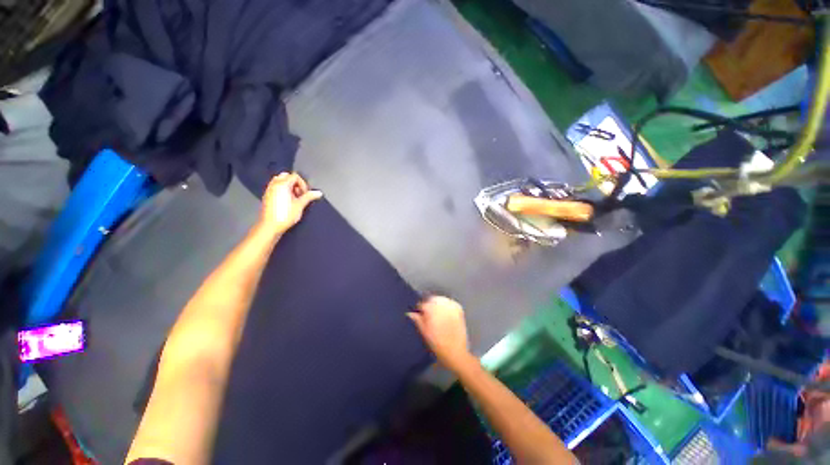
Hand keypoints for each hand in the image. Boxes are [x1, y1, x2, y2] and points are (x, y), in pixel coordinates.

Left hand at [260, 173, 321, 234]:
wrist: (270, 226)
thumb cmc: (284, 216)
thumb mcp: (300, 205)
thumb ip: (309, 196)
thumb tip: (318, 193)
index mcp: (282, 184)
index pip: (295, 176)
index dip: (303, 184)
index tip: (305, 193)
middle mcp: (274, 185)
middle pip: (286, 177)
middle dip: (295, 184)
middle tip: (300, 194)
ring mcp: (269, 190)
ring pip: (280, 182)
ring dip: (289, 187)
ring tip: (294, 198)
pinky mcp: (267, 197)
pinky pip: (276, 188)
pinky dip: (282, 191)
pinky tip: (287, 202)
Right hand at [407, 296, 472, 372]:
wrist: (455, 352)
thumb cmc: (437, 344)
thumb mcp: (424, 333)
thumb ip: (417, 320)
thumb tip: (410, 313)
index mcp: (431, 309)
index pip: (422, 304)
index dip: (420, 310)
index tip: (420, 315)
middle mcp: (441, 304)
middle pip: (432, 299)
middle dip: (429, 305)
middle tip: (428, 315)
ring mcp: (451, 306)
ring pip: (441, 299)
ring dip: (438, 304)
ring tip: (437, 314)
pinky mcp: (459, 310)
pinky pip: (450, 303)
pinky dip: (447, 306)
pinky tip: (446, 313)